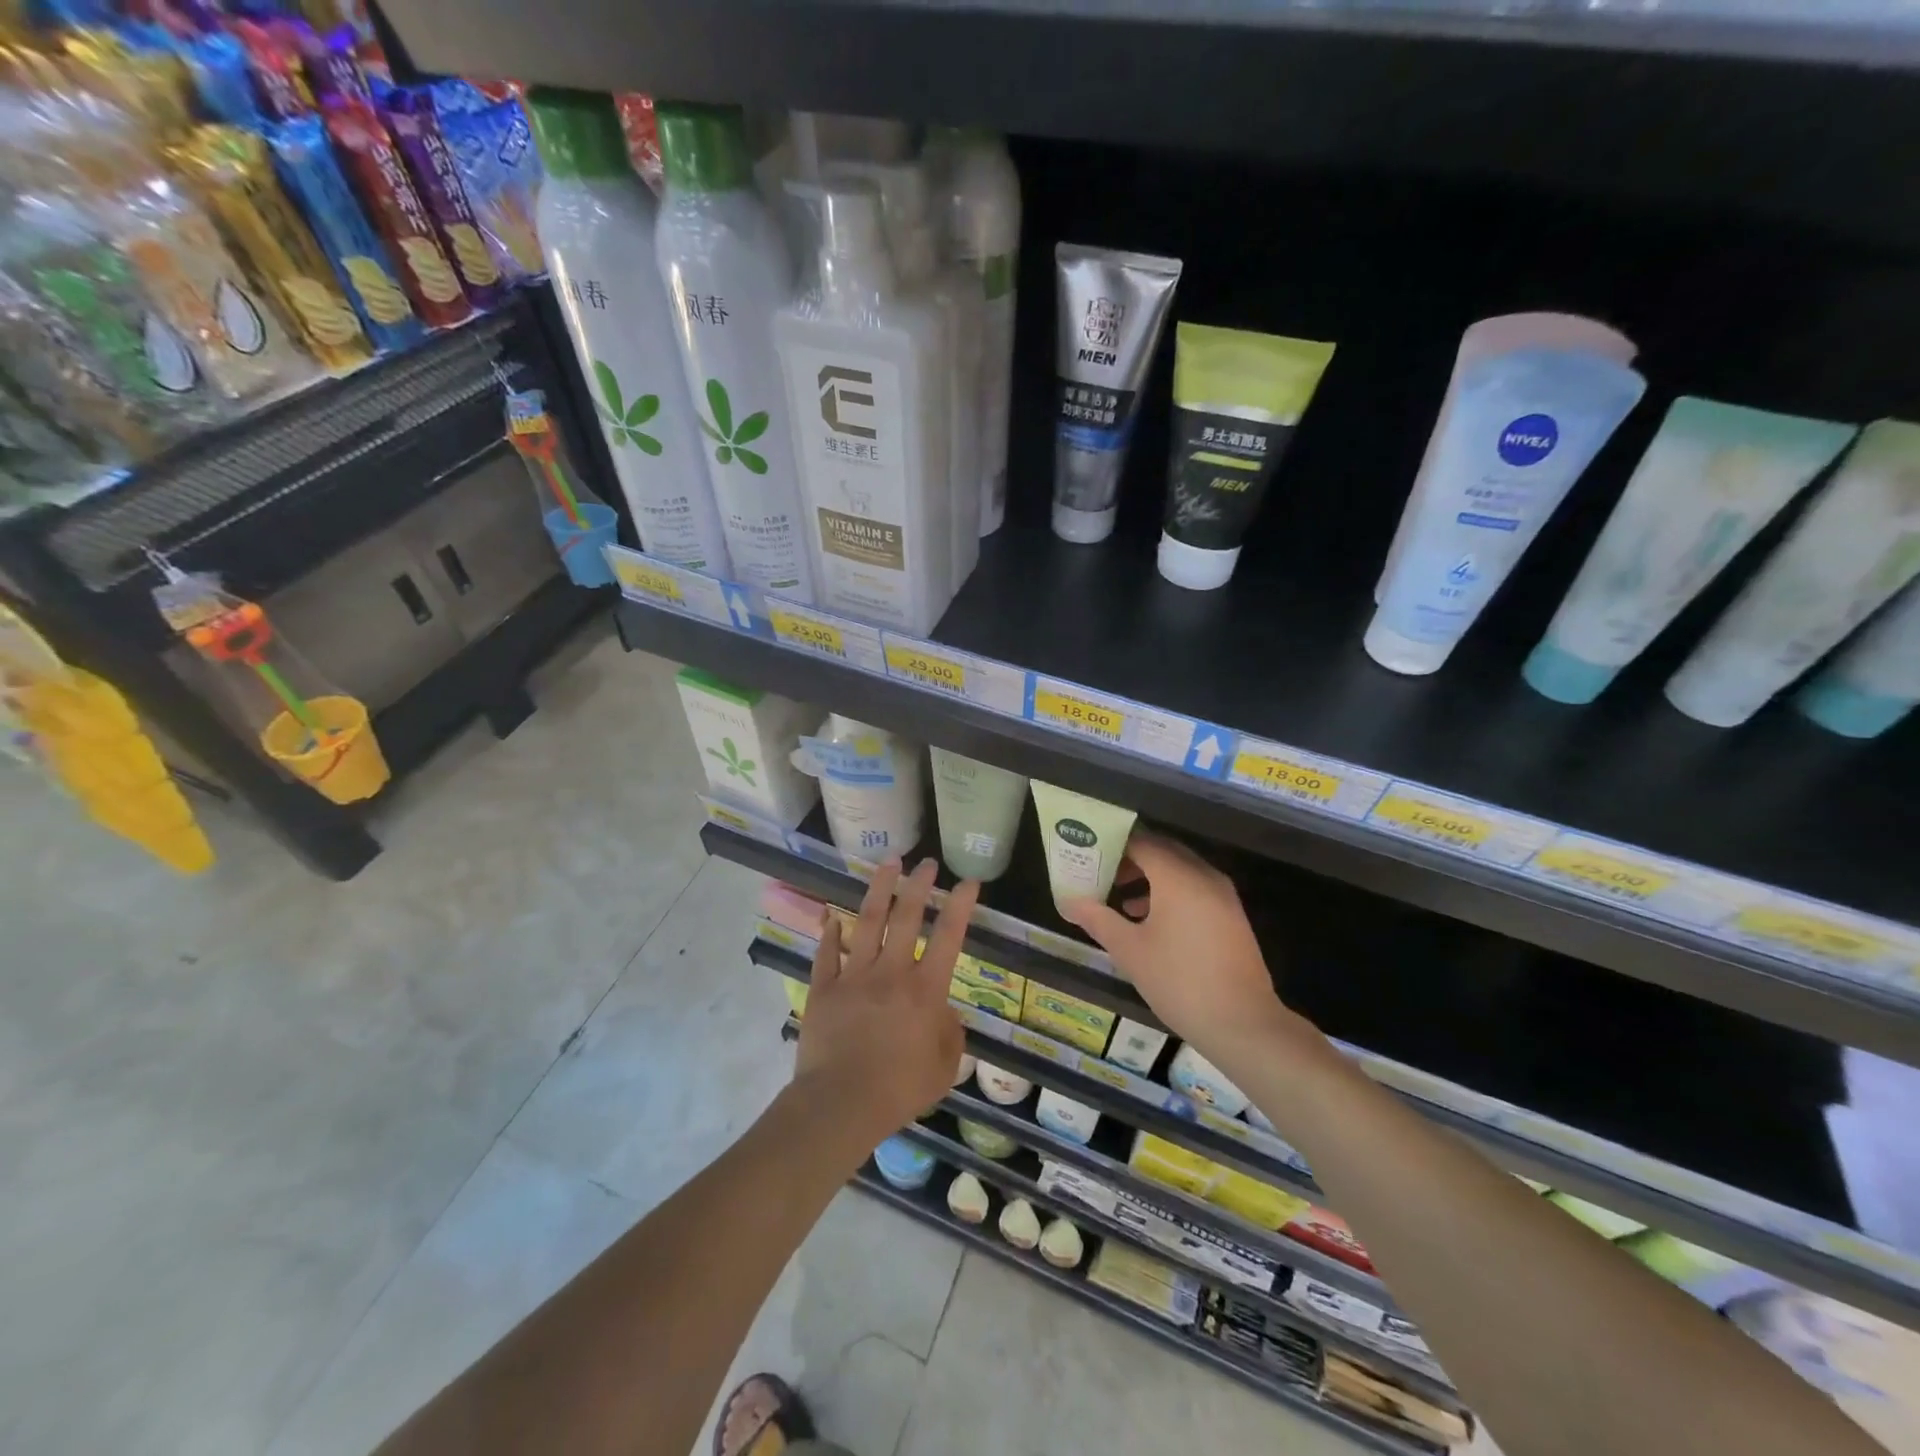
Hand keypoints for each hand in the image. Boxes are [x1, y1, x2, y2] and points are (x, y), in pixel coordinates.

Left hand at [794, 858, 975, 1143]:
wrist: (840, 1105)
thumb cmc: (899, 1090)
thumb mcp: (943, 1069)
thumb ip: (950, 1035)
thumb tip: (944, 1012)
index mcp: (925, 990)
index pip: (949, 936)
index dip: (960, 905)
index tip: (968, 881)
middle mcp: (891, 972)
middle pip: (906, 916)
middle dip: (919, 885)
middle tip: (926, 862)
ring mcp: (854, 976)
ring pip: (868, 922)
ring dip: (879, 889)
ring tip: (888, 863)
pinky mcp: (824, 989)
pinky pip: (826, 954)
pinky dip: (829, 933)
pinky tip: (832, 916)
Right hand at [1059, 827, 1284, 1047]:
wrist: (1242, 1023)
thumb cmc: (1179, 981)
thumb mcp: (1130, 951)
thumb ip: (1098, 919)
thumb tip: (1069, 902)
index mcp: (1178, 877)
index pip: (1141, 841)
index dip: (1113, 844)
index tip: (1088, 852)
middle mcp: (1203, 876)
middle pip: (1163, 850)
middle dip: (1130, 858)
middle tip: (1100, 871)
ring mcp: (1223, 895)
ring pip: (1180, 870)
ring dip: (1150, 876)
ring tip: (1118, 896)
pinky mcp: (1231, 916)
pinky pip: (1195, 888)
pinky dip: (1170, 892)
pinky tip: (1149, 919)